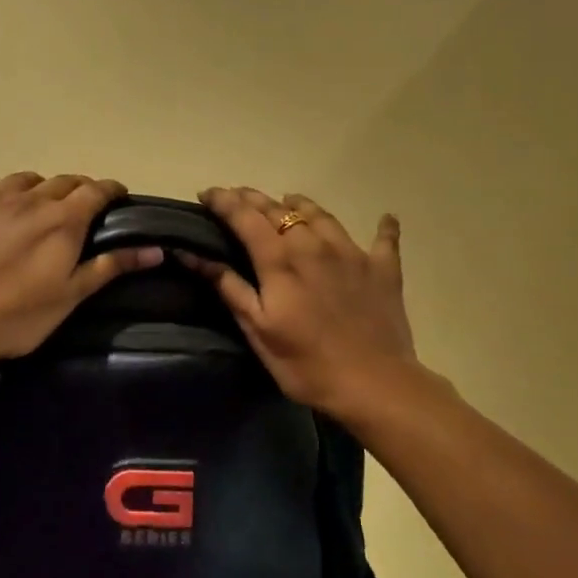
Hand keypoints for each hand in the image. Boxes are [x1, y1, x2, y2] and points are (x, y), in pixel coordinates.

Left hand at [0, 171, 162, 362]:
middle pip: (61, 181)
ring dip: (32, 186)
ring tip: (33, 201)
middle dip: (76, 188)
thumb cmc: (16, 316)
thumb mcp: (71, 297)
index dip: (110, 189)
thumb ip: (110, 267)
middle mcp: (27, 199)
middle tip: (80, 206)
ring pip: (18, 179)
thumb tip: (155, 248)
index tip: (118, 196)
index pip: (95, 190)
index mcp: (62, 219)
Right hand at [182, 187, 420, 418]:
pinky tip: (385, 218)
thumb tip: (192, 255)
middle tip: (237, 196)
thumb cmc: (306, 363)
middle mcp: (314, 245)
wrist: (375, 385)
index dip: (224, 201)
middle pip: (279, 209)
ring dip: (300, 204)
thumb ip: (229, 287)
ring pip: (321, 215)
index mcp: (280, 260)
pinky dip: (382, 227)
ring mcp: (352, 252)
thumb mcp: (257, 329)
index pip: (245, 217)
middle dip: (253, 198)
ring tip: (288, 201)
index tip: (206, 193)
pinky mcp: (383, 269)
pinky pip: (384, 239)